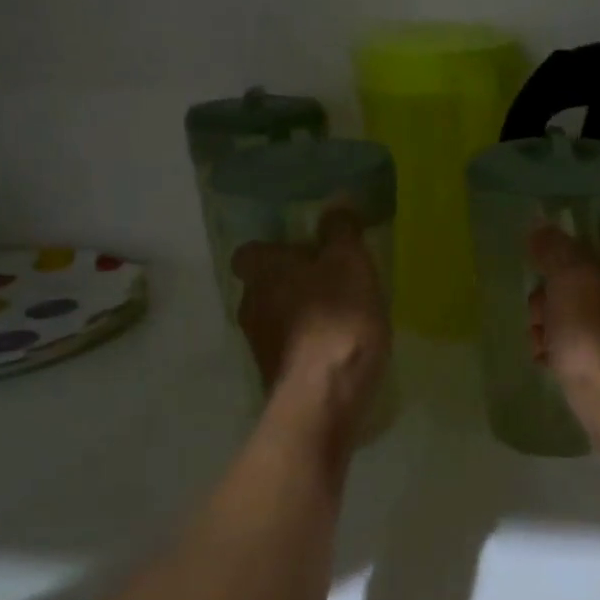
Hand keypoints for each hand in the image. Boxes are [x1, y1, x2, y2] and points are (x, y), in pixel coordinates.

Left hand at [232, 207, 390, 429]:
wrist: (325, 398)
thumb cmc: (337, 319)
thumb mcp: (349, 263)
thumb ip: (341, 231)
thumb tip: (337, 201)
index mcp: (262, 272)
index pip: (251, 252)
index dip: (276, 250)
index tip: (307, 252)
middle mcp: (250, 306)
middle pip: (265, 286)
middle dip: (292, 283)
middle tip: (331, 282)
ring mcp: (260, 345)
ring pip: (277, 319)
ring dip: (301, 316)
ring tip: (341, 317)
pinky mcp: (276, 377)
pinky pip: (291, 349)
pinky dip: (309, 346)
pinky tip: (339, 349)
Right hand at [527, 225, 599, 418]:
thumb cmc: (594, 332)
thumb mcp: (569, 278)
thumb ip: (554, 249)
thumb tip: (541, 227)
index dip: (571, 244)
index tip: (544, 260)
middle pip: (581, 277)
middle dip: (549, 293)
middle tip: (539, 311)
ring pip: (576, 312)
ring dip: (549, 323)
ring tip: (539, 342)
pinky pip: (580, 343)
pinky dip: (560, 349)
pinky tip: (546, 362)